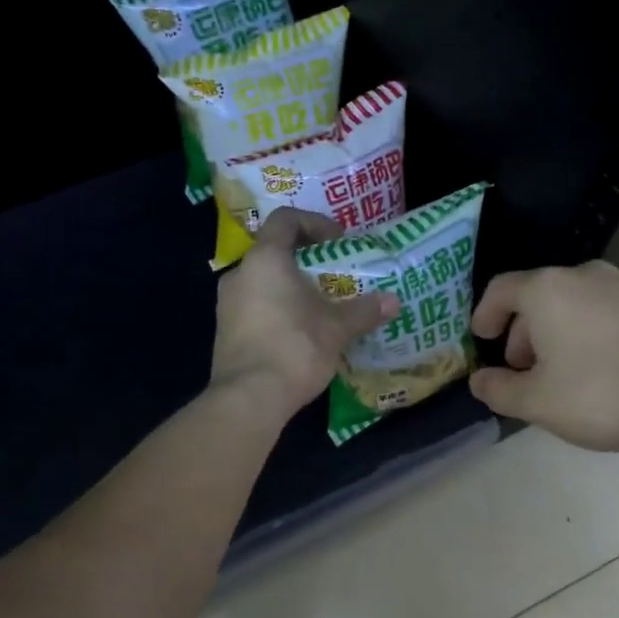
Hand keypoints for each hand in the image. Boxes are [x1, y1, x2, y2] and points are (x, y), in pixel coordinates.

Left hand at [209, 208, 397, 424]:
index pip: (285, 219)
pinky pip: (254, 307)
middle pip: (273, 251)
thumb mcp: (337, 328)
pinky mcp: (225, 332)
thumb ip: (364, 311)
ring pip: (263, 282)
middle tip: (334, 276)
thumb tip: (393, 301)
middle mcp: (239, 274)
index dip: (314, 223)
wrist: (249, 398)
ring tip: (320, 307)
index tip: (338, 242)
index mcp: (265, 259)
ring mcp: (227, 305)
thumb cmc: (294, 348)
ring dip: (291, 288)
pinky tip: (300, 333)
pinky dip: (277, 310)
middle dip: (306, 261)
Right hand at [468, 261, 618, 452]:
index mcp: (547, 290)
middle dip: (523, 332)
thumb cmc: (603, 391)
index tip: (482, 339)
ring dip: (558, 334)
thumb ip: (499, 391)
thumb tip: (479, 381)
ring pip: (575, 305)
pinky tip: (602, 371)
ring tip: (562, 375)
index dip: (485, 313)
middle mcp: (584, 276)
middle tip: (522, 369)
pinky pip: (607, 314)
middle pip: (539, 296)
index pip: (501, 289)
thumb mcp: (538, 402)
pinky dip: (590, 335)